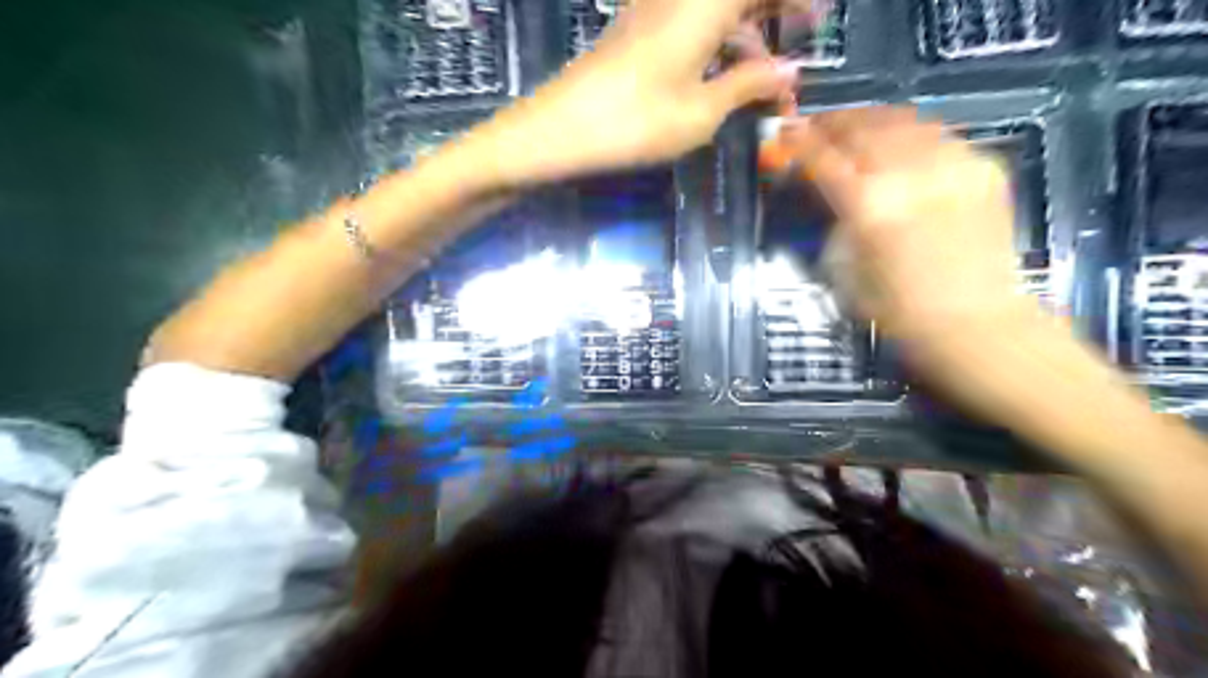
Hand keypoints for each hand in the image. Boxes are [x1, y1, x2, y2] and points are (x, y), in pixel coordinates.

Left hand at [462, 0, 810, 185]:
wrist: (560, 129)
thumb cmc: (636, 122)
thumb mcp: (702, 112)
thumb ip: (748, 85)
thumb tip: (790, 72)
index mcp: (706, 3)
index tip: (817, 21)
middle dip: (771, 9)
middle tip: (797, 41)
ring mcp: (655, 7)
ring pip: (714, 8)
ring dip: (744, 30)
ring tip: (765, 73)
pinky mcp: (637, 28)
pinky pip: (690, 19)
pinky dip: (715, 40)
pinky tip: (723, 74)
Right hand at [758, 106, 1022, 349]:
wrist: (976, 323)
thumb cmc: (898, 310)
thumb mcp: (845, 270)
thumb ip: (835, 221)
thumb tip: (829, 192)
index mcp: (869, 206)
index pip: (824, 158)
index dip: (799, 140)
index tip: (786, 129)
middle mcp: (909, 174)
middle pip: (862, 127)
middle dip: (833, 122)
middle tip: (817, 124)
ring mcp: (952, 165)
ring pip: (902, 121)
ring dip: (871, 120)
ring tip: (856, 127)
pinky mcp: (984, 167)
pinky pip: (938, 135)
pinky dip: (911, 134)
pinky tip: (902, 145)